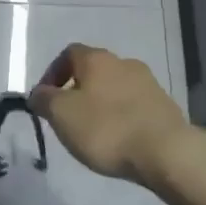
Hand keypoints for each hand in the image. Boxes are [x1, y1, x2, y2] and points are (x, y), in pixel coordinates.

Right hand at [31, 44, 190, 184]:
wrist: (166, 151)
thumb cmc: (106, 128)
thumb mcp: (61, 115)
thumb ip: (44, 100)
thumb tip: (38, 93)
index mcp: (96, 58)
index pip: (68, 53)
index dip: (53, 73)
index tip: (46, 98)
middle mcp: (122, 62)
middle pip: (93, 69)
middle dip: (78, 90)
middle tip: (69, 117)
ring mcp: (148, 82)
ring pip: (115, 87)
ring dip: (102, 103)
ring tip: (95, 132)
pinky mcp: (164, 105)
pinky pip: (135, 105)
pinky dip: (123, 116)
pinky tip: (120, 139)